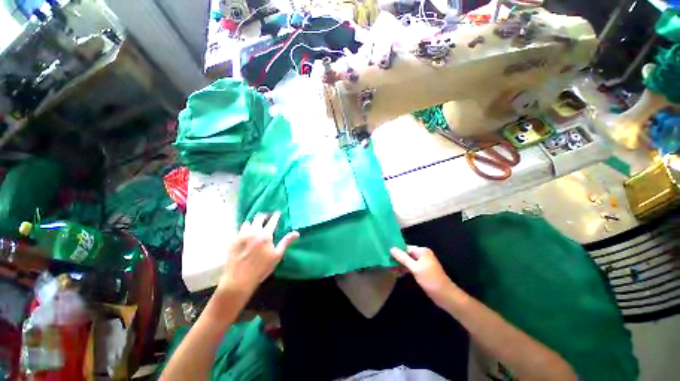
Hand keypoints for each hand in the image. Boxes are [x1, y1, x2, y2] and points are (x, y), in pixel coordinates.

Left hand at [218, 212, 298, 296]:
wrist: (239, 279)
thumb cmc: (261, 268)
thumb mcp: (277, 256)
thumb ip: (286, 242)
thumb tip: (296, 233)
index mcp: (265, 235)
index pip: (272, 221)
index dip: (275, 216)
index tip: (277, 212)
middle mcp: (253, 232)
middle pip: (258, 218)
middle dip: (264, 216)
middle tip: (266, 217)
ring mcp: (241, 235)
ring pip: (247, 222)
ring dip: (253, 222)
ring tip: (255, 225)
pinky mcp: (232, 240)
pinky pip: (238, 230)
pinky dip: (243, 229)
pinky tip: (244, 233)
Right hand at [390, 246, 456, 306]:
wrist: (446, 296)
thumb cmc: (430, 280)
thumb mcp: (415, 268)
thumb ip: (403, 258)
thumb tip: (391, 248)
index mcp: (422, 251)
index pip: (405, 247)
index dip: (396, 251)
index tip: (386, 255)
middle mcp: (422, 255)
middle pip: (406, 254)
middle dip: (397, 258)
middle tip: (387, 263)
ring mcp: (423, 263)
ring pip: (408, 261)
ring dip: (400, 265)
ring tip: (390, 269)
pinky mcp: (422, 271)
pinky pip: (411, 267)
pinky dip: (405, 269)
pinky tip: (397, 273)